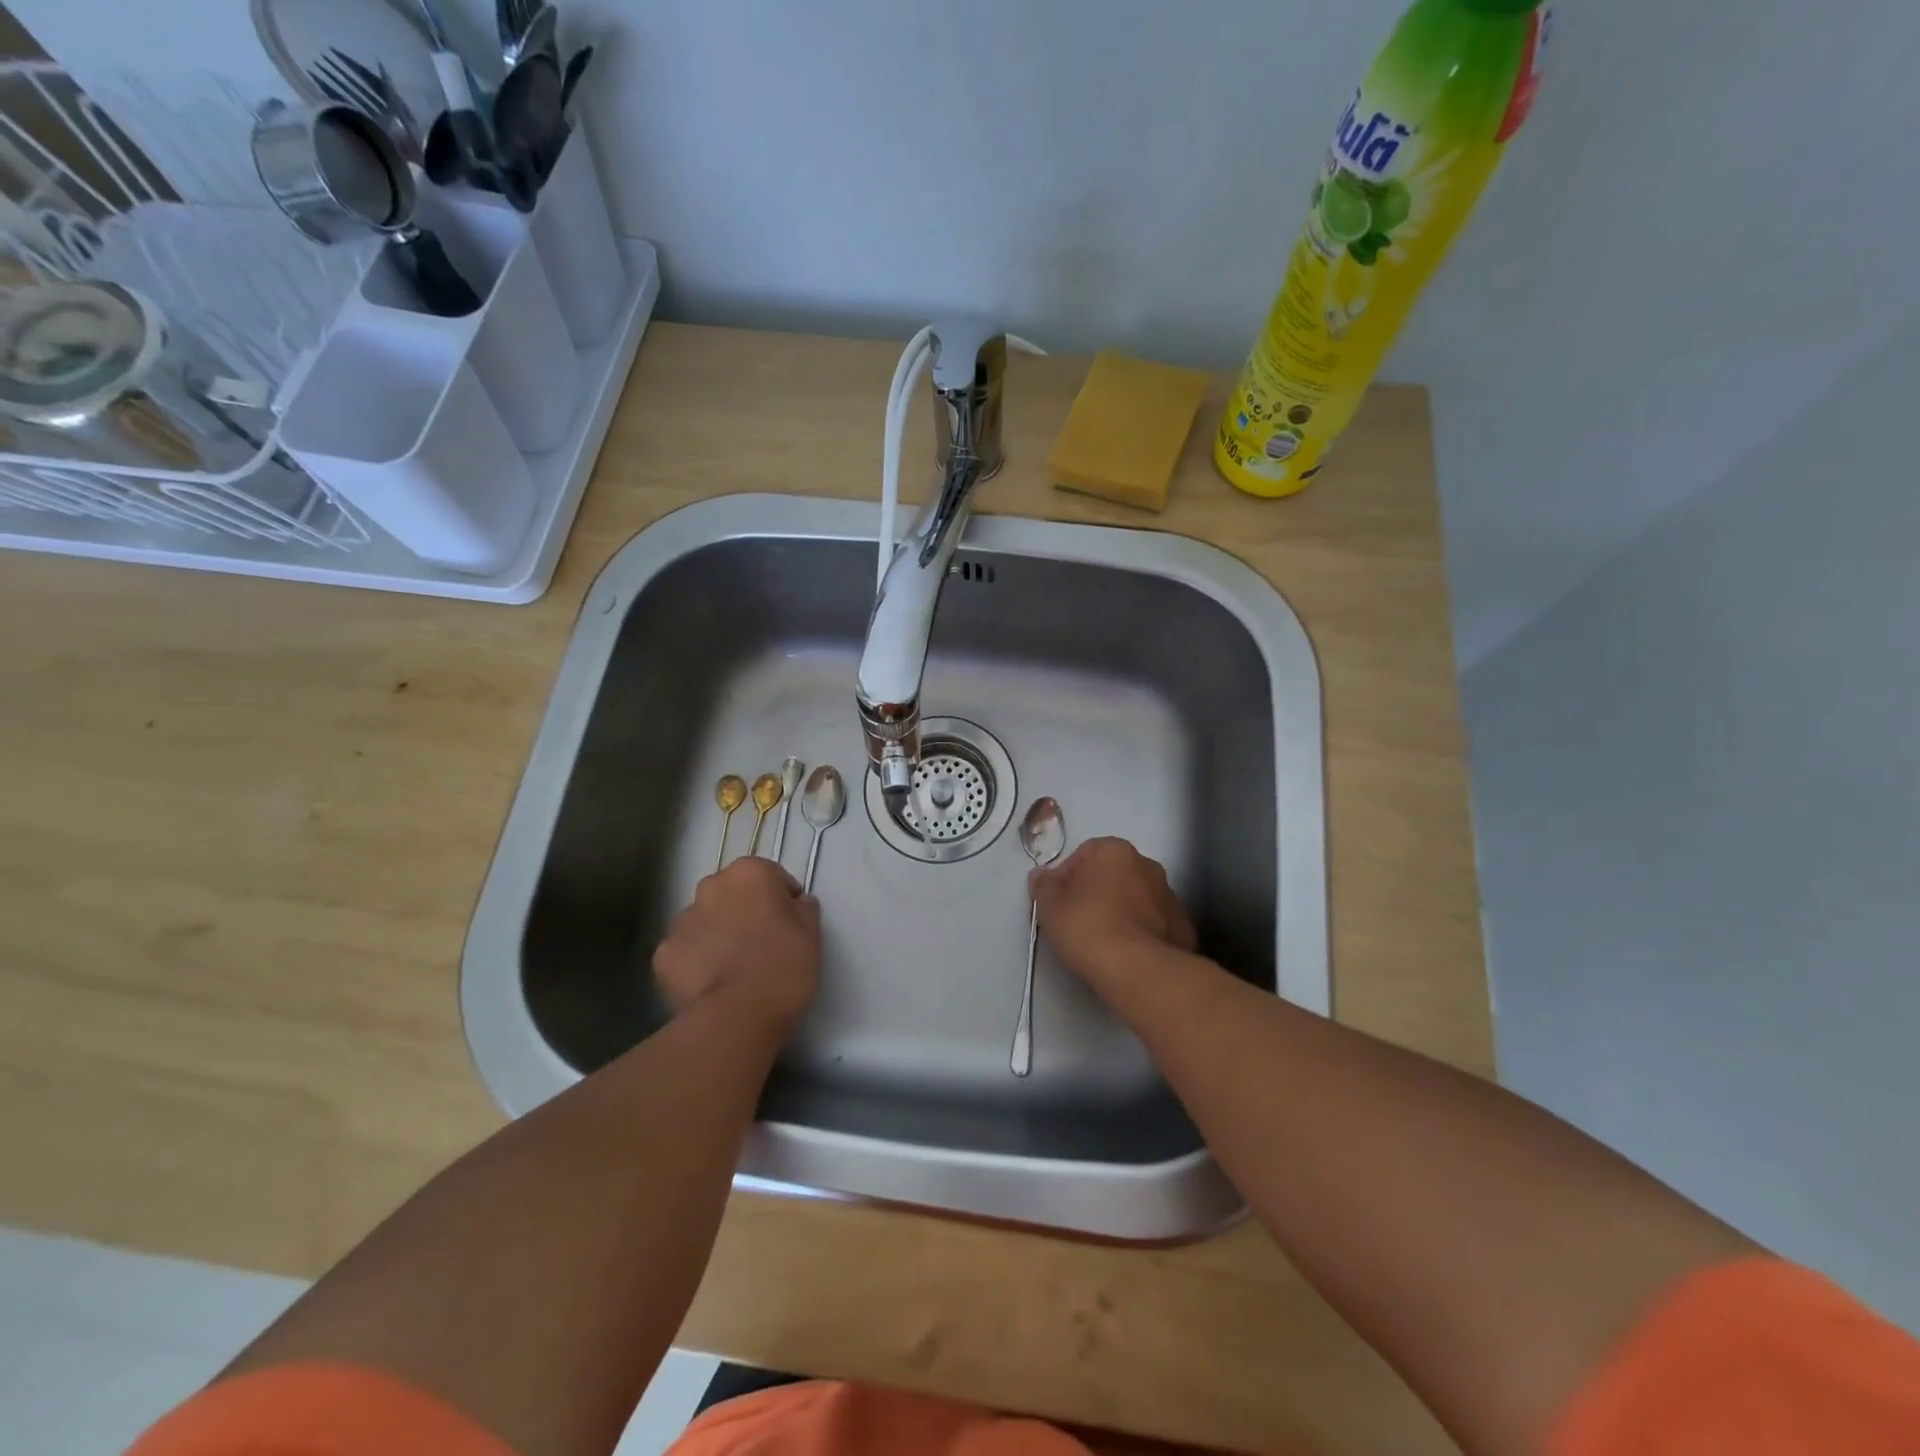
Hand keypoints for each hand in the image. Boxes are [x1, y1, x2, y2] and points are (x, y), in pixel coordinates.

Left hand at [654, 858, 819, 1034]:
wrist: (737, 1015)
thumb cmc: (783, 966)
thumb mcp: (812, 933)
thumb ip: (804, 908)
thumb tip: (796, 904)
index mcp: (749, 873)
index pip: (771, 876)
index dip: (783, 899)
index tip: (790, 925)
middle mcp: (711, 886)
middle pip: (732, 893)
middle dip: (744, 911)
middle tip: (762, 944)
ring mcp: (681, 920)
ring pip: (705, 921)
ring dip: (718, 934)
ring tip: (734, 968)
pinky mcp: (662, 954)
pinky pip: (685, 951)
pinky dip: (696, 962)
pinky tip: (712, 984)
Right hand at [1031, 838, 1196, 987]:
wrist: (1136, 968)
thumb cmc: (1086, 925)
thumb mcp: (1049, 905)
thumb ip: (1043, 885)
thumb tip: (1041, 875)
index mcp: (1114, 850)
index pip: (1084, 854)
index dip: (1067, 878)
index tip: (1058, 903)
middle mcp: (1147, 865)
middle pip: (1114, 874)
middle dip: (1097, 892)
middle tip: (1079, 920)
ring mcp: (1169, 896)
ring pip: (1137, 898)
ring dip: (1122, 911)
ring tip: (1105, 941)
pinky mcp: (1183, 927)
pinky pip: (1154, 924)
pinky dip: (1142, 933)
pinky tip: (1128, 954)